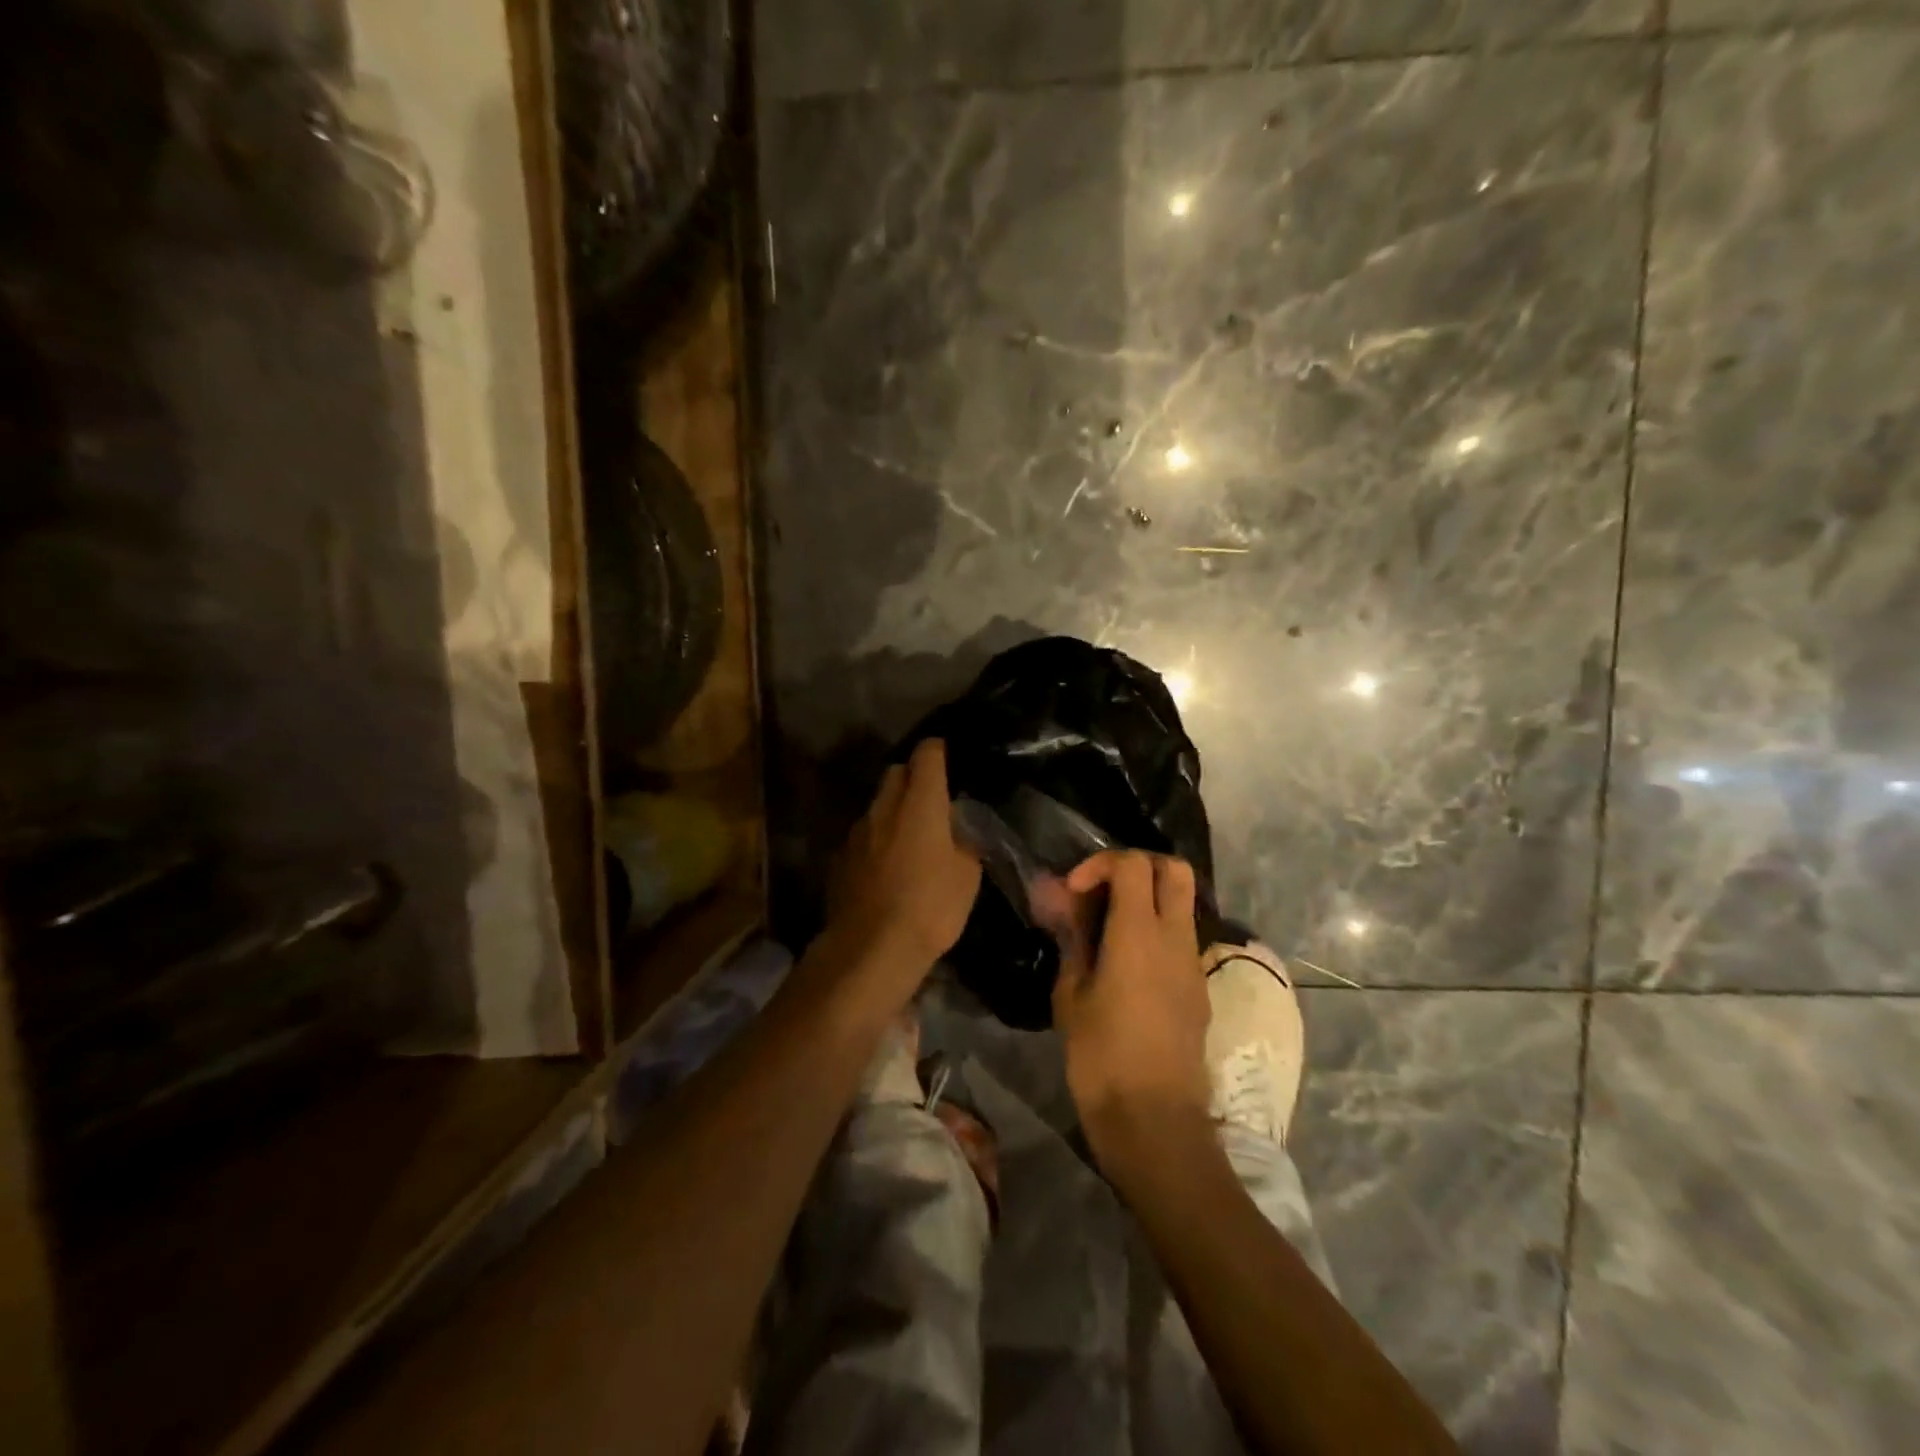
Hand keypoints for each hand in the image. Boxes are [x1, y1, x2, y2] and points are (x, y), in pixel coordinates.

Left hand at [824, 739, 981, 990]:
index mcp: (920, 803)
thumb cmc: (930, 907)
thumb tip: (959, 829)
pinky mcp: (839, 859)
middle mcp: (883, 807)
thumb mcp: (968, 876)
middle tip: (931, 800)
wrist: (871, 948)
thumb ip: (965, 841)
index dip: (937, 750)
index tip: (947, 756)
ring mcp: (856, 832)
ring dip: (892, 812)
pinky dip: (875, 841)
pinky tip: (885, 868)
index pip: (926, 755)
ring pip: (876, 806)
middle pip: (895, 773)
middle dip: (912, 777)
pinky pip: (862, 837)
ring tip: (909, 838)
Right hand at [1049, 850, 1211, 1172]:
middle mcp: (1175, 938)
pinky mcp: (1199, 988)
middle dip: (1137, 866)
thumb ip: (1071, 940)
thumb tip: (1062, 904)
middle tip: (1102, 891)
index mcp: (1139, 933)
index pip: (1133, 864)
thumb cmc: (1102, 1057)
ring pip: (1181, 903)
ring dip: (1147, 900)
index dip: (1100, 864)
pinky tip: (1126, 965)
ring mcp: (1193, 963)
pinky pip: (1181, 938)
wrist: (1156, 1122)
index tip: (1074, 891)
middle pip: (1173, 869)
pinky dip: (1156, 931)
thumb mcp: (1071, 995)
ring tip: (1107, 929)